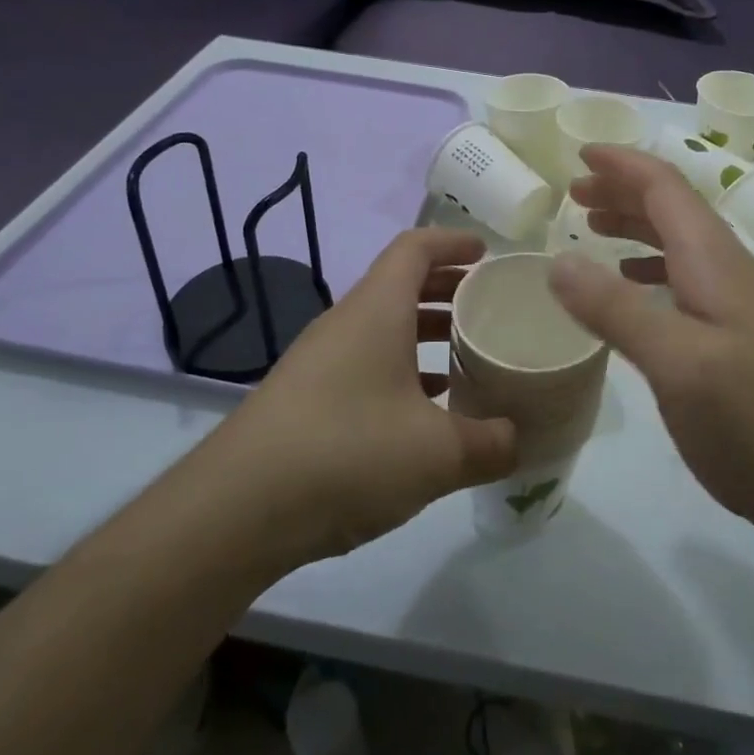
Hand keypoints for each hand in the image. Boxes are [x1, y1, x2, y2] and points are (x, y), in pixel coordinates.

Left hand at [209, 229, 516, 570]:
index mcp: (376, 311)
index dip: (453, 242)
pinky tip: (426, 412)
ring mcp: (321, 364)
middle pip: (400, 286)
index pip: (415, 248)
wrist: (236, 512)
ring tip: (468, 357)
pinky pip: (366, 367)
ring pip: (383, 330)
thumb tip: (517, 440)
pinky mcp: (307, 402)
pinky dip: (402, 374)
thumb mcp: (438, 452)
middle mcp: (345, 325)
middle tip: (489, 307)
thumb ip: (490, 443)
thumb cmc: (348, 453)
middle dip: (447, 289)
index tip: (488, 254)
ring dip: (426, 335)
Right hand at [549, 147, 753, 542]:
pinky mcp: (736, 338)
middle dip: (624, 191)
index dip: (623, 164)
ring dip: (635, 227)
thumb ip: (616, 308)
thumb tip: (556, 260)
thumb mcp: (676, 362)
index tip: (579, 153)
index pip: (666, 188)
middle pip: (673, 209)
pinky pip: (686, 281)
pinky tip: (633, 289)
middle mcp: (728, 270)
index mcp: (714, 260)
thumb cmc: (752, 420)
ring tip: (593, 230)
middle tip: (575, 193)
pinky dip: (650, 270)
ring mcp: (737, 305)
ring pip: (679, 244)